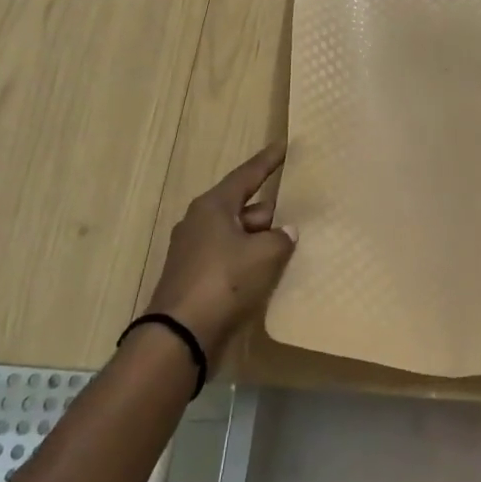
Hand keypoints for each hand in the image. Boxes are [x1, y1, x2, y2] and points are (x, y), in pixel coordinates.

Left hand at [142, 142, 296, 358]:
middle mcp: (201, 222)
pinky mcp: (196, 277)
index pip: (247, 175)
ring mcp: (195, 250)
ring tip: (291, 244)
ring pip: (238, 234)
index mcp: (213, 206)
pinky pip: (231, 257)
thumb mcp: (263, 255)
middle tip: (300, 212)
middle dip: (271, 211)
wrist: (180, 335)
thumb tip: (287, 231)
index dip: (268, 161)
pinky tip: (270, 270)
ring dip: (261, 239)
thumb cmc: (223, 282)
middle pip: (244, 207)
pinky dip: (250, 259)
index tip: (284, 146)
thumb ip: (281, 238)